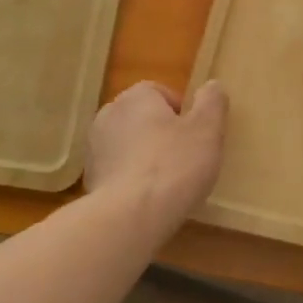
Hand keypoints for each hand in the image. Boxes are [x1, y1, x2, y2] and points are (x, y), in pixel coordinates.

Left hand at [84, 80, 227, 228]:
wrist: (130, 217)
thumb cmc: (174, 165)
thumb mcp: (207, 130)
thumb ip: (212, 102)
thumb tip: (212, 86)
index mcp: (135, 97)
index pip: (161, 92)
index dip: (182, 113)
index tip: (196, 137)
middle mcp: (108, 115)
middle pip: (143, 118)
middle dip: (162, 134)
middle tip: (186, 159)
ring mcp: (94, 148)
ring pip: (129, 145)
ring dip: (145, 157)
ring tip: (168, 183)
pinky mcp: (90, 179)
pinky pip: (118, 171)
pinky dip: (132, 179)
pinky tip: (148, 199)